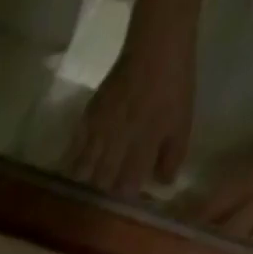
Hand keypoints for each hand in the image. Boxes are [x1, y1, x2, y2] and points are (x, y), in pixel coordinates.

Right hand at [68, 38, 195, 197]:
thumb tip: (162, 185)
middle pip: (100, 182)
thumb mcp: (183, 122)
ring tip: (78, 194)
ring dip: (81, 184)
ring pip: (83, 168)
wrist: (158, 43)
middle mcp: (118, 142)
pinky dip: (71, 160)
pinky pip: (75, 146)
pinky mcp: (89, 116)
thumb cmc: (174, 85)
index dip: (122, 201)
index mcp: (143, 146)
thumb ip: (172, 156)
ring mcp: (100, 129)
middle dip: (98, 196)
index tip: (120, 210)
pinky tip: (69, 169)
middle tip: (96, 207)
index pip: (126, 187)